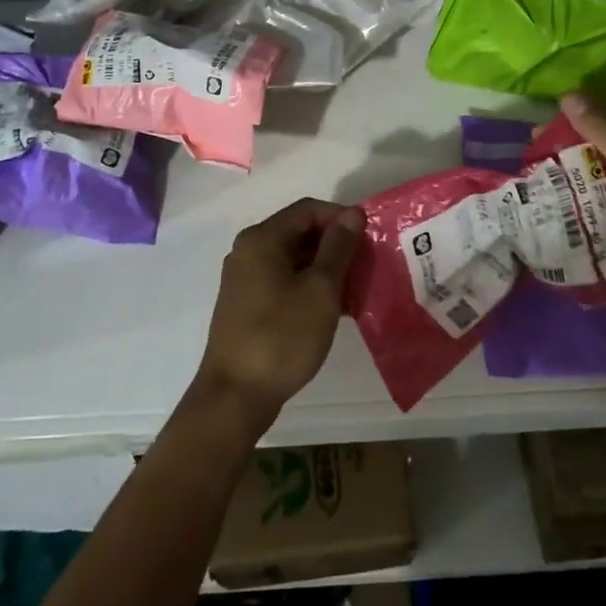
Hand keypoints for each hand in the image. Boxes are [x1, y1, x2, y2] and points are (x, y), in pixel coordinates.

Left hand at [195, 198, 365, 431]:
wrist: (235, 395)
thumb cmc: (281, 336)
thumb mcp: (320, 289)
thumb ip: (338, 247)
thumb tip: (352, 214)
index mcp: (262, 239)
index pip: (307, 210)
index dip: (341, 217)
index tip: (370, 237)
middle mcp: (249, 251)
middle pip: (299, 232)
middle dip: (336, 244)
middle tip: (368, 264)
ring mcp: (245, 279)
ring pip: (294, 259)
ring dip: (326, 268)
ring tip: (358, 288)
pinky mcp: (248, 304)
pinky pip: (285, 281)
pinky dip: (310, 286)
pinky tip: (336, 308)